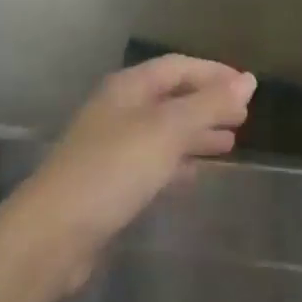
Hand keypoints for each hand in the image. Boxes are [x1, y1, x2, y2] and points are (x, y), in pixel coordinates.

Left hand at [3, 56, 255, 287]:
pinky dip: (178, 163)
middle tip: (243, 118)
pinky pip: (152, 162)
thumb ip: (209, 105)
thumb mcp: (167, 131)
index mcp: (128, 88)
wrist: (52, 234)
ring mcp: (111, 147)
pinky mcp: (109, 183)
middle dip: (207, 105)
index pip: (178, 67)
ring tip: (230, 145)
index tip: (247, 88)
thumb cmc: (113, 169)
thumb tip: (249, 81)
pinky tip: (195, 175)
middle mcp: (119, 110)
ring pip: (163, 132)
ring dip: (196, 134)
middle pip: (171, 98)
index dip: (213, 73)